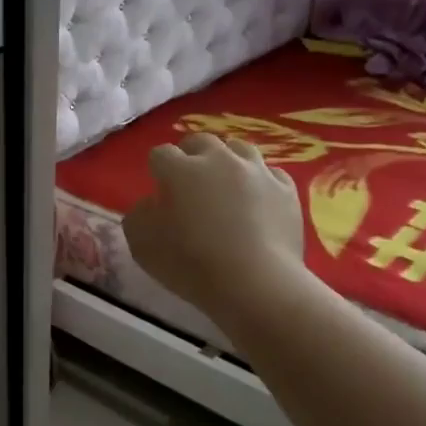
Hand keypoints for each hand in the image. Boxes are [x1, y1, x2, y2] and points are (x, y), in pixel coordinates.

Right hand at [122, 134, 305, 316]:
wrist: (255, 284)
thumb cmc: (191, 264)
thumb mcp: (141, 245)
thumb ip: (139, 215)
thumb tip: (152, 203)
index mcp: (180, 170)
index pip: (161, 154)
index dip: (157, 170)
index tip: (159, 191)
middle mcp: (219, 159)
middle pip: (201, 142)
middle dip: (191, 156)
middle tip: (189, 184)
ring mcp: (257, 171)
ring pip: (239, 149)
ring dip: (227, 162)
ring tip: (225, 186)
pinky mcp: (286, 190)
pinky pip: (270, 174)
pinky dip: (259, 182)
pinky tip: (257, 201)